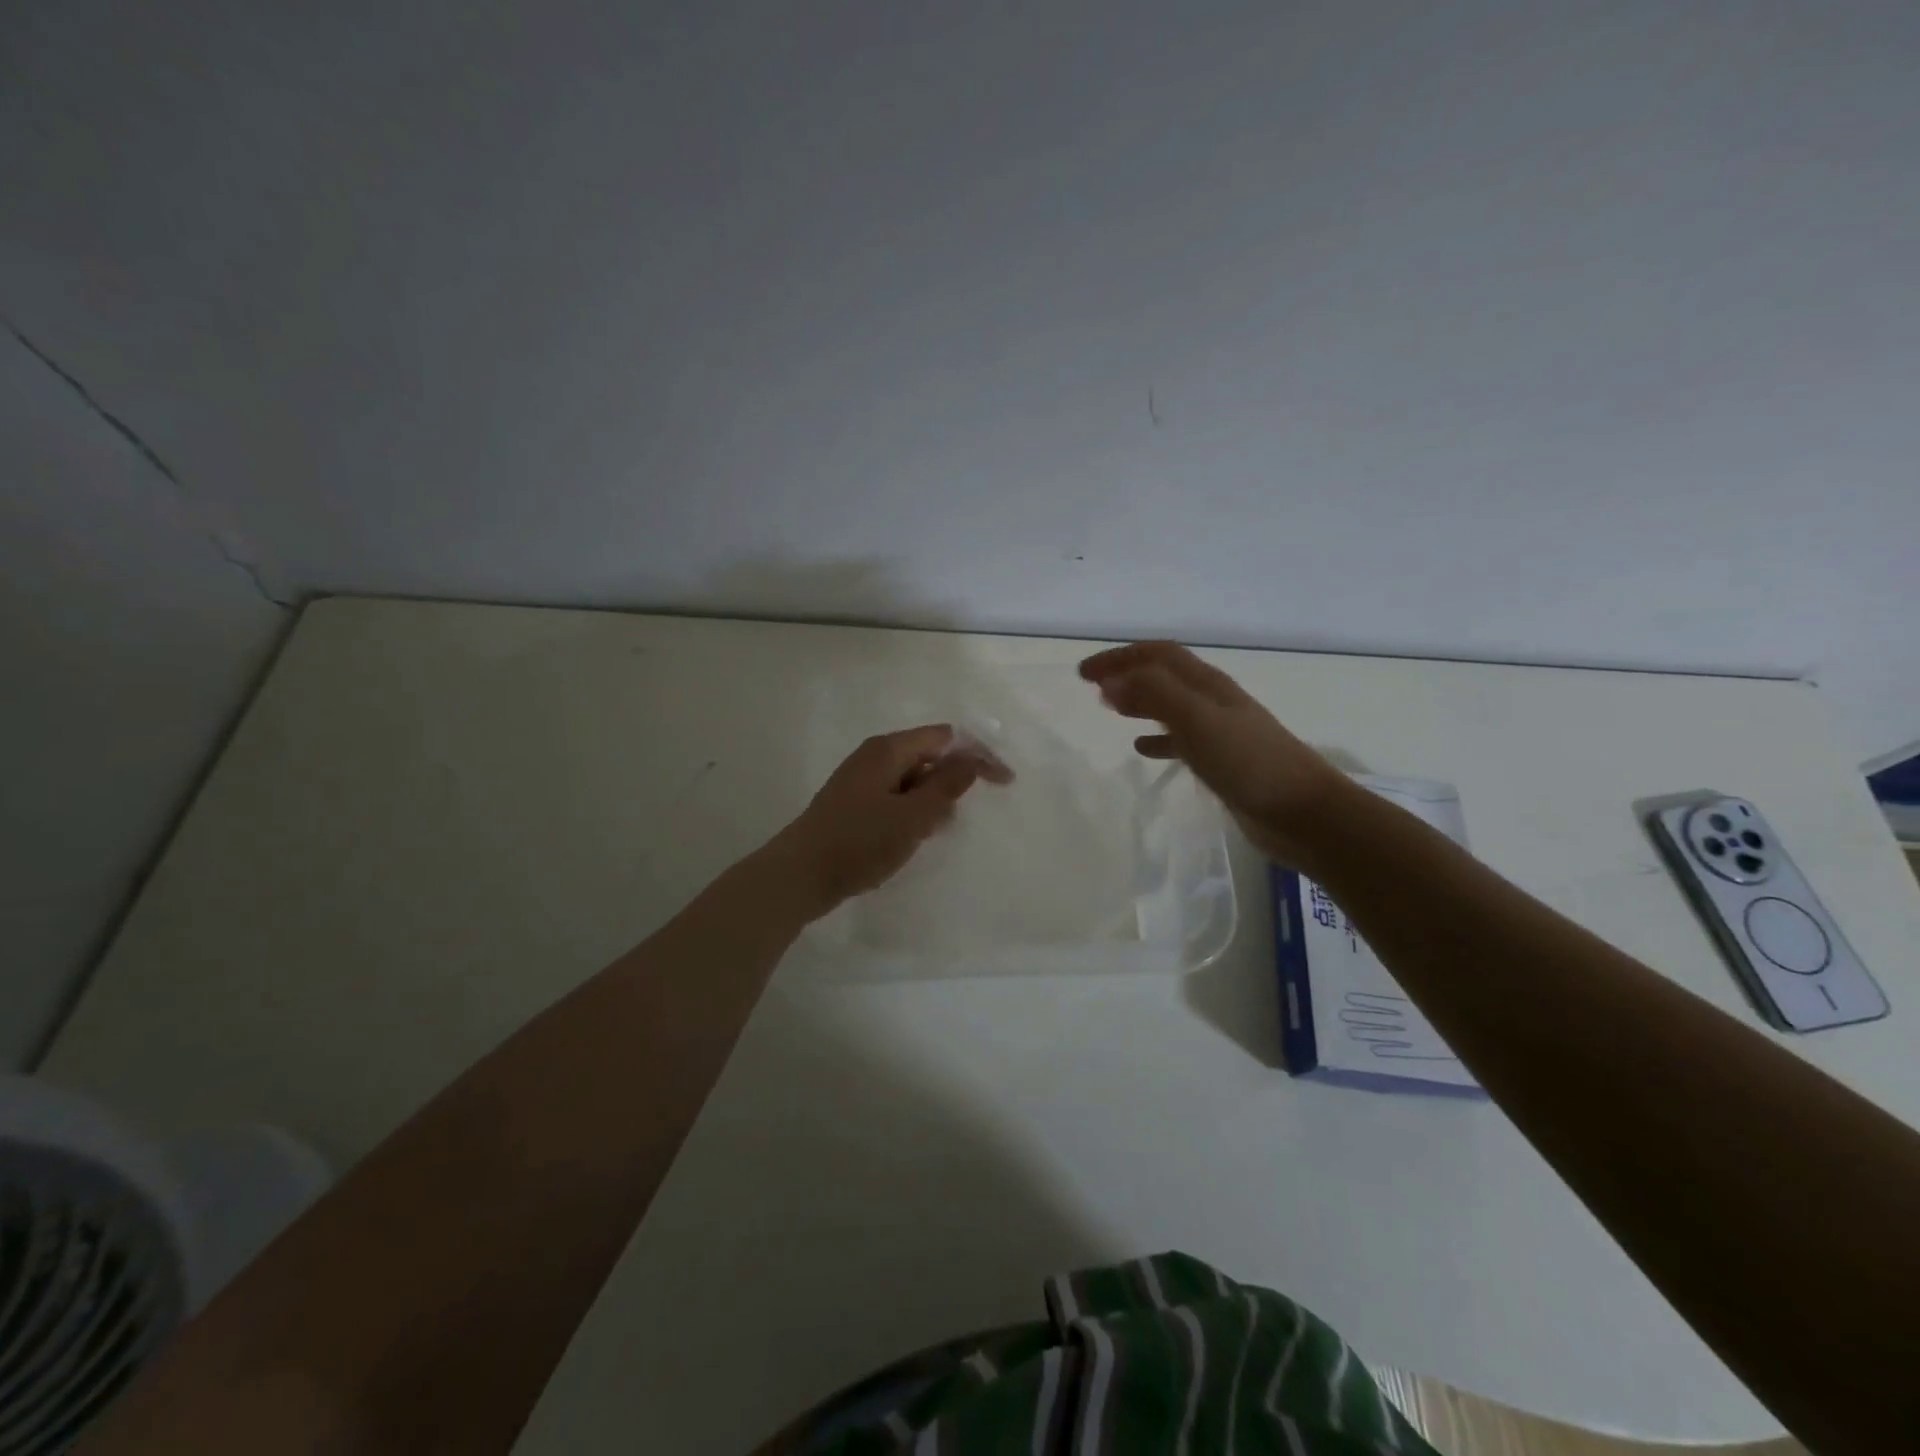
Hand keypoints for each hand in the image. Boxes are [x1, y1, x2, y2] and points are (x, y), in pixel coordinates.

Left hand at [768, 725, 989, 915]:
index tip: (1005, 783)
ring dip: (931, 802)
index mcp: (888, 750)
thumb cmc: (859, 842)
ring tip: (932, 833)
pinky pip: (895, 799)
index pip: (945, 737)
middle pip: (928, 756)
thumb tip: (972, 759)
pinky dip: (911, 813)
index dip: (978, 755)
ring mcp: (861, 781)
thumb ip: (946, 786)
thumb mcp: (912, 816)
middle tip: (958, 817)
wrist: (799, 875)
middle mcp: (874, 757)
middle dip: (951, 782)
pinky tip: (912, 839)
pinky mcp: (854, 805)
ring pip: (912, 781)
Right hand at [1079, 641, 1355, 867]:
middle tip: (1092, 686)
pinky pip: (1181, 740)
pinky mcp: (1223, 761)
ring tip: (1111, 709)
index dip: (1120, 657)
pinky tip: (1142, 749)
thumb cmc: (1248, 762)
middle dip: (1127, 674)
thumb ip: (1154, 694)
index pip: (1158, 655)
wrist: (1303, 812)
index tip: (1083, 673)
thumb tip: (1111, 682)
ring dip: (1140, 701)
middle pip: (1164, 675)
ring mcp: (1220, 731)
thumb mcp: (1196, 720)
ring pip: (1170, 705)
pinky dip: (1157, 738)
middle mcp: (1213, 701)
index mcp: (1208, 685)